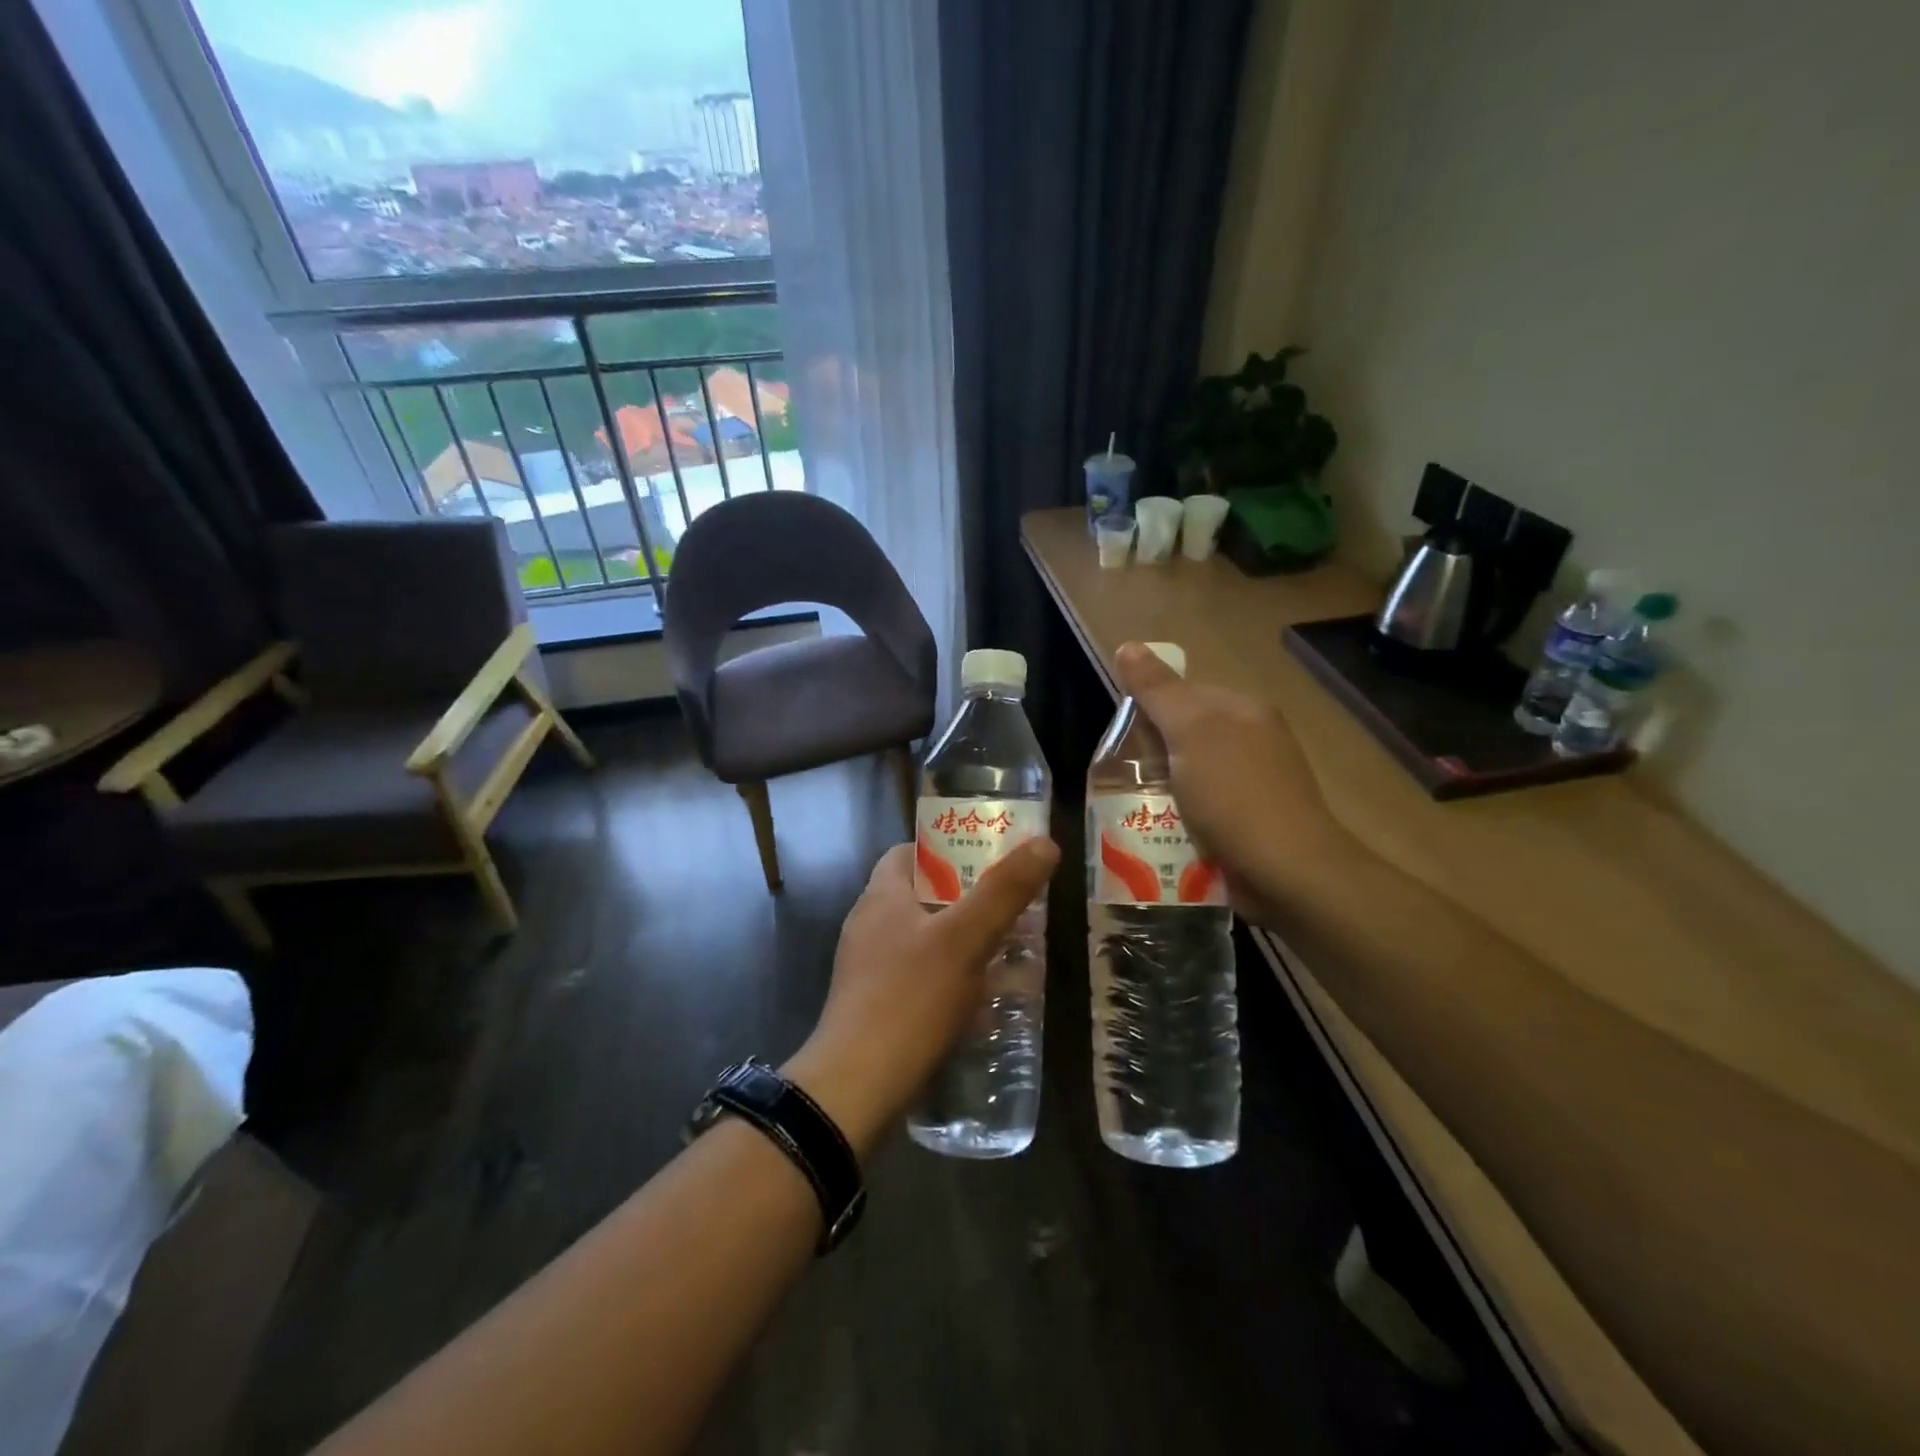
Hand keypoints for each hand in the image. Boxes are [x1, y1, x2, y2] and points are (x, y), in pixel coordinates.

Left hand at [785, 836, 1059, 1157]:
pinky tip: (986, 1001)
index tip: (988, 857)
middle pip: (923, 897)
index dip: (947, 848)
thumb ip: (1004, 891)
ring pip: (926, 941)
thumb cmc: (910, 999)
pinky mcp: (878, 1008)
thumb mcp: (965, 939)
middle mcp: (870, 926)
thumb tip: (1045, 843)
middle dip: (968, 899)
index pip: (908, 853)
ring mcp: (870, 970)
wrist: (857, 1088)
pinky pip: (922, 979)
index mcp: (881, 897)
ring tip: (1011, 951)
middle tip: (1013, 906)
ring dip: (966, 942)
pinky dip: (953, 980)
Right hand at [1114, 641, 1350, 923]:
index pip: (1184, 693)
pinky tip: (1161, 836)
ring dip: (1161, 793)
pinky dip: (1179, 820)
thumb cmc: (1235, 795)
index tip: (1122, 741)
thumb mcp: (1190, 732)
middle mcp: (1252, 742)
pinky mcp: (1249, 825)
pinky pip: (1202, 811)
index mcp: (1243, 711)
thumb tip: (1128, 645)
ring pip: (1189, 777)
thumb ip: (1158, 691)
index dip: (1148, 711)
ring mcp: (1253, 786)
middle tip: (1121, 781)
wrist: (1288, 873)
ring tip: (1134, 812)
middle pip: (1184, 738)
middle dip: (1150, 757)